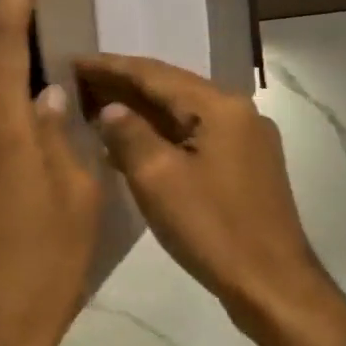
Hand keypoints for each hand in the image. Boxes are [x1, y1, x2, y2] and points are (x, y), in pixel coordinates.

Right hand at [73, 54, 345, 345]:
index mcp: (220, 106)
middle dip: (124, 86)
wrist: (272, 285)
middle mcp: (238, 112)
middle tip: (79, 82)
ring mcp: (246, 139)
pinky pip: (195, 137)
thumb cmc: (212, 229)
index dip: (110, 67)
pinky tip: (132, 145)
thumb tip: (110, 109)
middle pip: (171, 89)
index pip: (154, 73)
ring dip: (142, 111)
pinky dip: (162, 136)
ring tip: (97, 109)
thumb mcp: (158, 179)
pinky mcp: (246, 165)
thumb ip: (129, 134)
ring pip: (183, 114)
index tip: (73, 60)